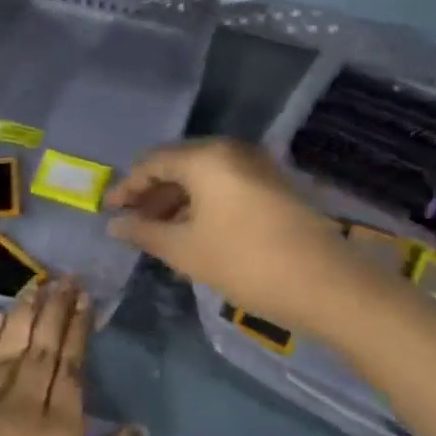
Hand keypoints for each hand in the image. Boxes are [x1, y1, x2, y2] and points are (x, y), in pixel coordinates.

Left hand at [0, 279, 140, 435]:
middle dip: (56, 309)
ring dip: (25, 313)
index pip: (72, 367)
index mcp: (60, 435)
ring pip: (9, 347)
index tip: (85, 299)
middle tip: (66, 279)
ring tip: (37, 286)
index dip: (79, 328)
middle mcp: (22, 409)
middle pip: (42, 347)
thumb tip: (132, 428)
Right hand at [105, 138, 367, 334]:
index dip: (127, 187)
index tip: (109, 211)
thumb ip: (145, 232)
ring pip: (204, 178)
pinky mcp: (274, 187)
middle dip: (153, 195)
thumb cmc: (245, 262)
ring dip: (178, 203)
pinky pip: (226, 187)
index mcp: (206, 157)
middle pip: (179, 166)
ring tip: (159, 235)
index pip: (153, 162)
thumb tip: (115, 224)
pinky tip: (193, 235)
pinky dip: (203, 206)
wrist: (326, 284)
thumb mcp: (186, 250)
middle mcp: (231, 151)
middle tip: (133, 224)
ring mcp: (257, 167)